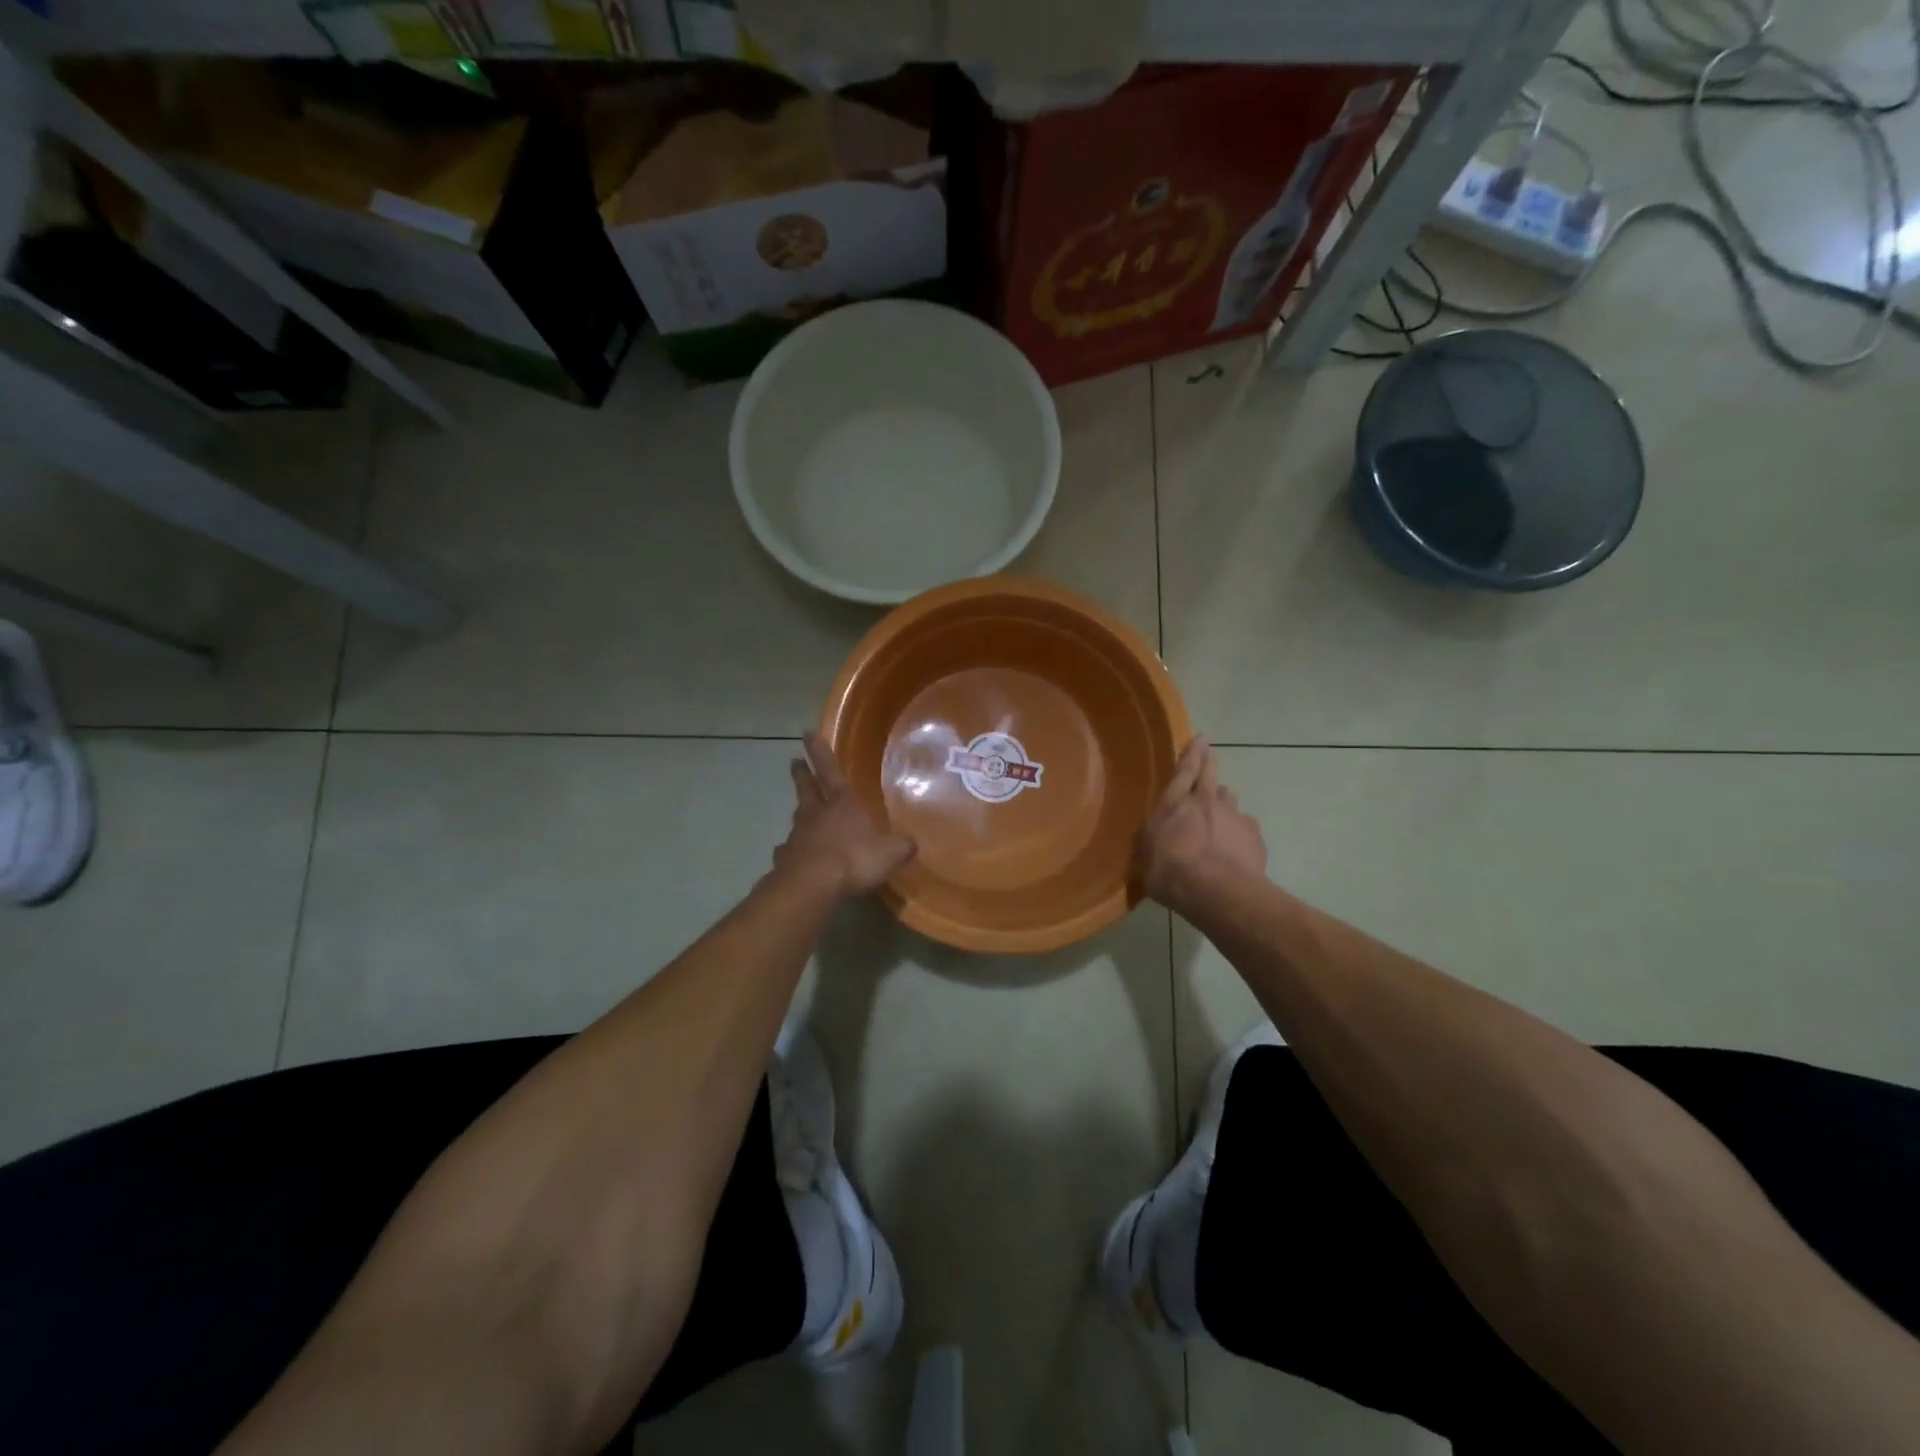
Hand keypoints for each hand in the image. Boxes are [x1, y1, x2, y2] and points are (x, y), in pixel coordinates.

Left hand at [775, 732, 916, 897]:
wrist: (813, 885)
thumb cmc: (855, 859)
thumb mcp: (891, 852)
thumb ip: (901, 845)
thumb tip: (910, 843)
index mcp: (842, 803)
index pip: (830, 770)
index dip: (820, 751)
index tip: (807, 733)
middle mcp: (816, 814)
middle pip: (806, 788)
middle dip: (802, 774)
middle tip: (794, 762)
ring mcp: (797, 836)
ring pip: (797, 818)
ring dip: (799, 812)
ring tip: (799, 812)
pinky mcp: (785, 860)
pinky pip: (788, 851)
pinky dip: (790, 851)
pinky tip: (792, 856)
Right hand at [1136, 737, 1267, 912]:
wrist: (1216, 891)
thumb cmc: (1169, 873)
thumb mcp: (1145, 857)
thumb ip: (1151, 841)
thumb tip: (1153, 839)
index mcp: (1173, 804)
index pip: (1183, 771)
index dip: (1191, 753)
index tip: (1200, 738)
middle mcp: (1204, 802)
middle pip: (1210, 774)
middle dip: (1210, 761)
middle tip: (1212, 751)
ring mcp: (1232, 816)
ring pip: (1229, 799)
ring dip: (1224, 801)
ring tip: (1222, 809)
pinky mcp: (1253, 834)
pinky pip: (1245, 825)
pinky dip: (1240, 829)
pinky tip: (1237, 843)